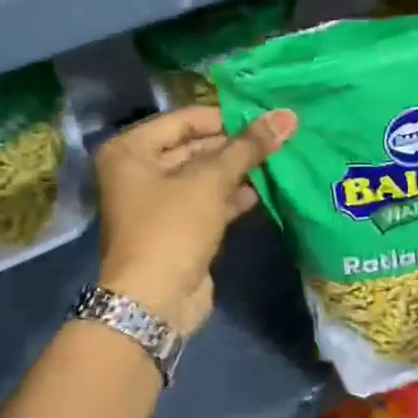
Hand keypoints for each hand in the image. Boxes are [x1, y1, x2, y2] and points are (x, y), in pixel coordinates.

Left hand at [92, 104, 295, 335]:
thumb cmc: (172, 228)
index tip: (265, 115)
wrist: (155, 302)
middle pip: (194, 146)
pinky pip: (208, 201)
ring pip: (204, 176)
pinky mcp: (178, 228)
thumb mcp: (210, 181)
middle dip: (235, 144)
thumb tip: (287, 115)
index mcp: (131, 150)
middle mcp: (138, 171)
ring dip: (238, 170)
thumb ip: (248, 146)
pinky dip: (233, 195)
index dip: (225, 117)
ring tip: (280, 157)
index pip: (185, 119)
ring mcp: (158, 202)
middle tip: (278, 135)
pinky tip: (266, 188)